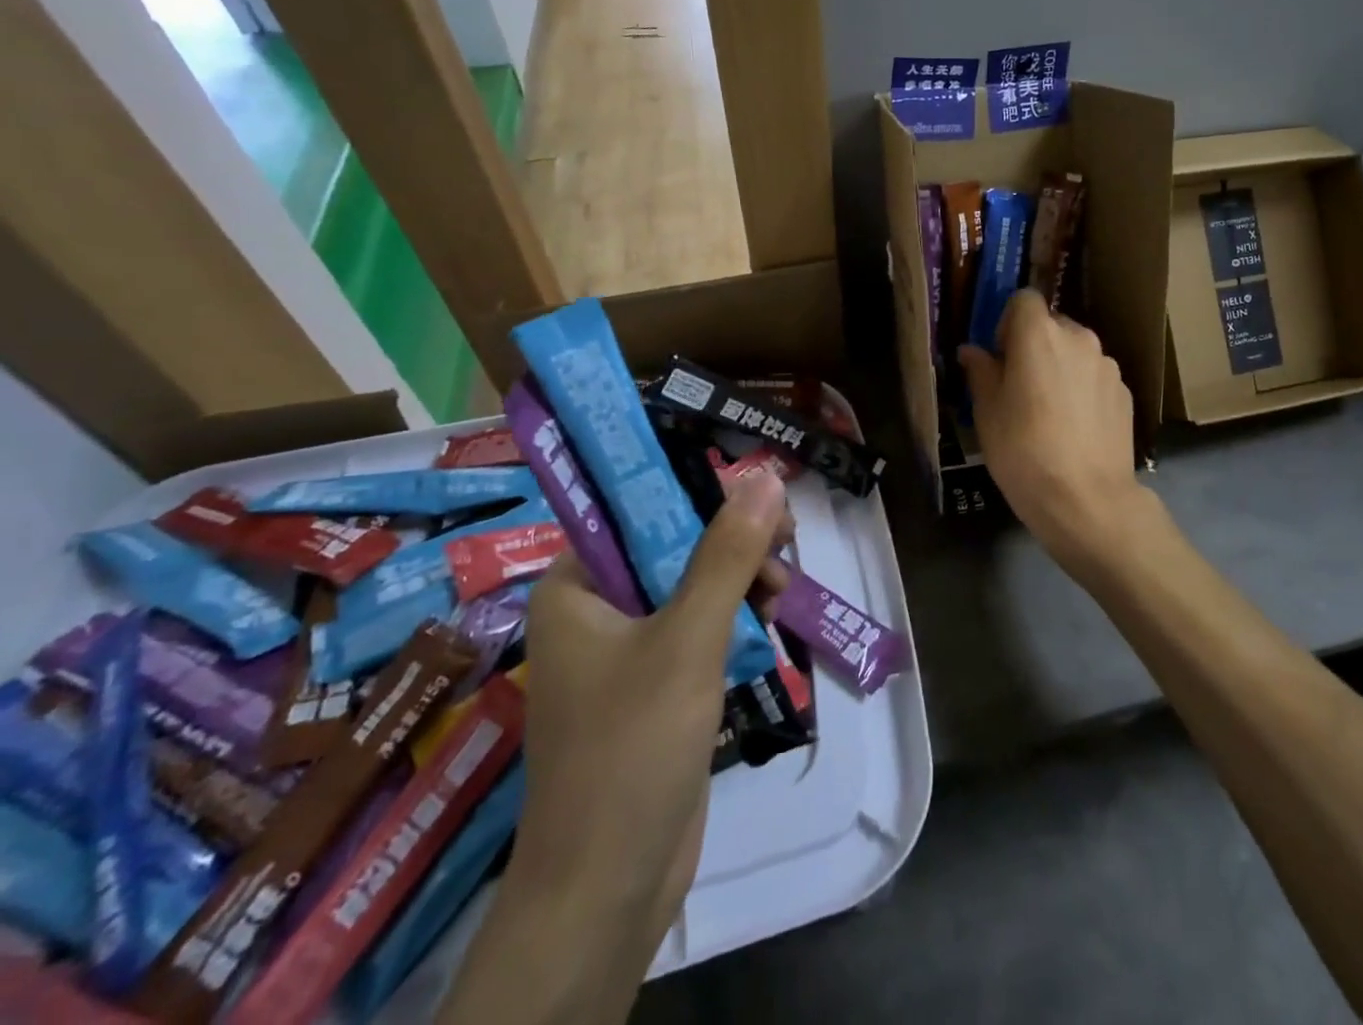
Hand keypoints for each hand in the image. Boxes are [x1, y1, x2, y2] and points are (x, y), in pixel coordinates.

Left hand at [512, 473, 790, 963]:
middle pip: (672, 546)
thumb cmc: (632, 747)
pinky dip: (733, 622)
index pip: (636, 510)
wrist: (608, 889)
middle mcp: (594, 611)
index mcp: (575, 588)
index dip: (700, 494)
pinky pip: (697, 630)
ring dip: (739, 583)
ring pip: (692, 588)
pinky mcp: (653, 688)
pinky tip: (767, 625)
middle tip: (783, 548)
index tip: (759, 499)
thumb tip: (763, 475)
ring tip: (780, 595)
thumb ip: (727, 554)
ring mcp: (624, 653)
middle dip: (731, 545)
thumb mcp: (688, 638)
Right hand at [958, 289, 1146, 577]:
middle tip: (1020, 386)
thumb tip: (972, 351)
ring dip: (1061, 367)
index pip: (1023, 299)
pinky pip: (1095, 378)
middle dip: (1034, 345)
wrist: (1087, 500)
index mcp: (1040, 334)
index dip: (1007, 321)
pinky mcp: (1126, 393)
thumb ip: (980, 372)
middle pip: (1052, 324)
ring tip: (1049, 412)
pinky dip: (1083, 389)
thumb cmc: (1023, 451)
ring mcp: (1108, 365)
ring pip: (1076, 352)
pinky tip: (1075, 428)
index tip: (1000, 355)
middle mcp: (1079, 338)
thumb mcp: (987, 412)